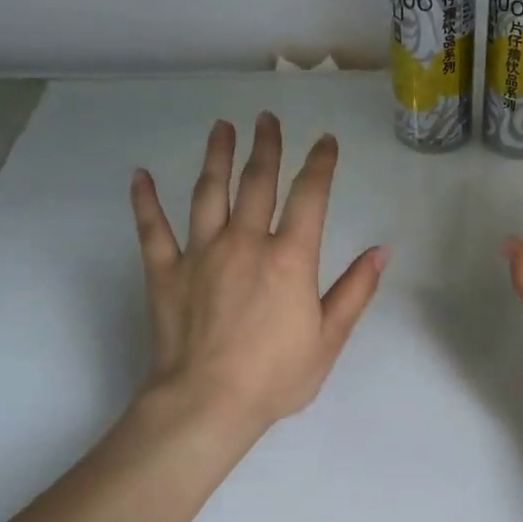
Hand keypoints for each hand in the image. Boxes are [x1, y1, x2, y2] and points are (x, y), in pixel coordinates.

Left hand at [129, 113, 385, 437]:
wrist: (207, 403)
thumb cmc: (276, 376)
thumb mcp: (330, 338)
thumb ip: (356, 291)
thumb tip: (381, 251)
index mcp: (289, 258)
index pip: (310, 197)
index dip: (320, 164)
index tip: (325, 141)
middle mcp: (245, 243)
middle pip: (257, 182)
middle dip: (266, 146)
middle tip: (267, 118)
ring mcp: (200, 253)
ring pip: (208, 193)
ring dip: (217, 156)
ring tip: (222, 127)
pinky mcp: (164, 272)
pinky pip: (152, 228)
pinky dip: (145, 201)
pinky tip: (140, 176)